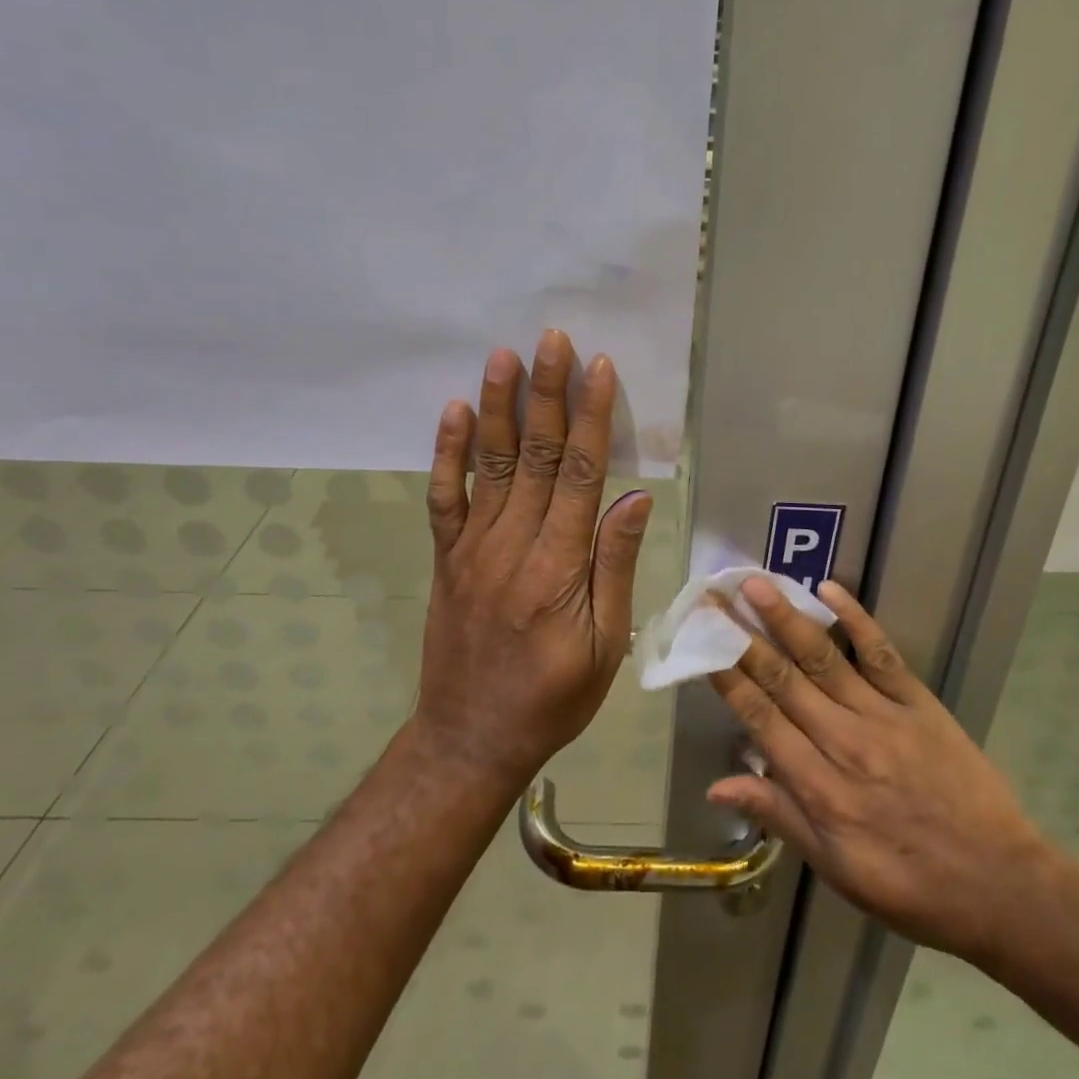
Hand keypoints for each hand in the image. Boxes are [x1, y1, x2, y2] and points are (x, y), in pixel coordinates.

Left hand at [415, 331, 652, 790]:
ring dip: (496, 407)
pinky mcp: (446, 558)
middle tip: (551, 339)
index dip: (592, 417)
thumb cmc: (553, 697)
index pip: (581, 474)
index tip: (599, 368)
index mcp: (558, 566)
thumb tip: (634, 498)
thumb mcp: (605, 645)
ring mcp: (472, 548)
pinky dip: (445, 453)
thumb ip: (614, 566)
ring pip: (488, 465)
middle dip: (546, 393)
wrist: (470, 739)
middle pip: (535, 455)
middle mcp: (512, 544)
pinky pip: (443, 498)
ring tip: (503, 357)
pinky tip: (452, 412)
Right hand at [707, 577, 1046, 962]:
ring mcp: (883, 716)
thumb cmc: (909, 885)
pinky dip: (855, 619)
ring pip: (824, 658)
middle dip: (742, 636)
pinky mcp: (919, 703)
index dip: (725, 675)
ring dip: (786, 618)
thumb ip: (779, 816)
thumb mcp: (836, 869)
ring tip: (755, 584)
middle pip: (783, 679)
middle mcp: (844, 742)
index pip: (760, 718)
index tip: (701, 639)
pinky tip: (829, 590)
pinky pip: (881, 653)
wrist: (1000, 885)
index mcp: (819, 788)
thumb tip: (717, 785)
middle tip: (713, 597)